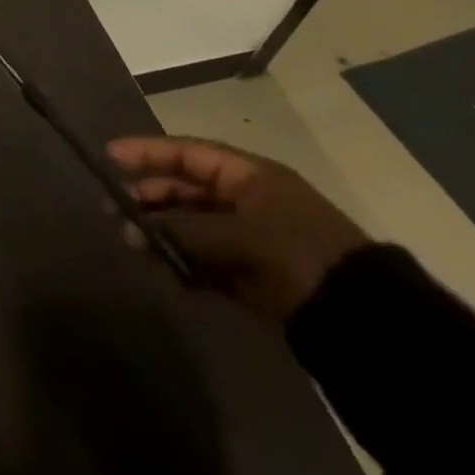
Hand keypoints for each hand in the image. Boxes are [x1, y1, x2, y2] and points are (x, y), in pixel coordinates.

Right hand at [107, 135, 369, 322]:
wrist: (364, 323)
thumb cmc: (298, 254)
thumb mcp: (238, 234)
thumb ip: (182, 230)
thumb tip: (129, 229)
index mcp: (250, 177)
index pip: (187, 153)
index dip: (148, 152)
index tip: (110, 156)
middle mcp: (246, 201)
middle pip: (185, 190)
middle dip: (149, 198)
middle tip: (114, 207)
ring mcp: (249, 240)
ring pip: (190, 228)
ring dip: (160, 233)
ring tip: (131, 243)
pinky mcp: (252, 277)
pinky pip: (204, 261)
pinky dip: (181, 263)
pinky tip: (161, 270)